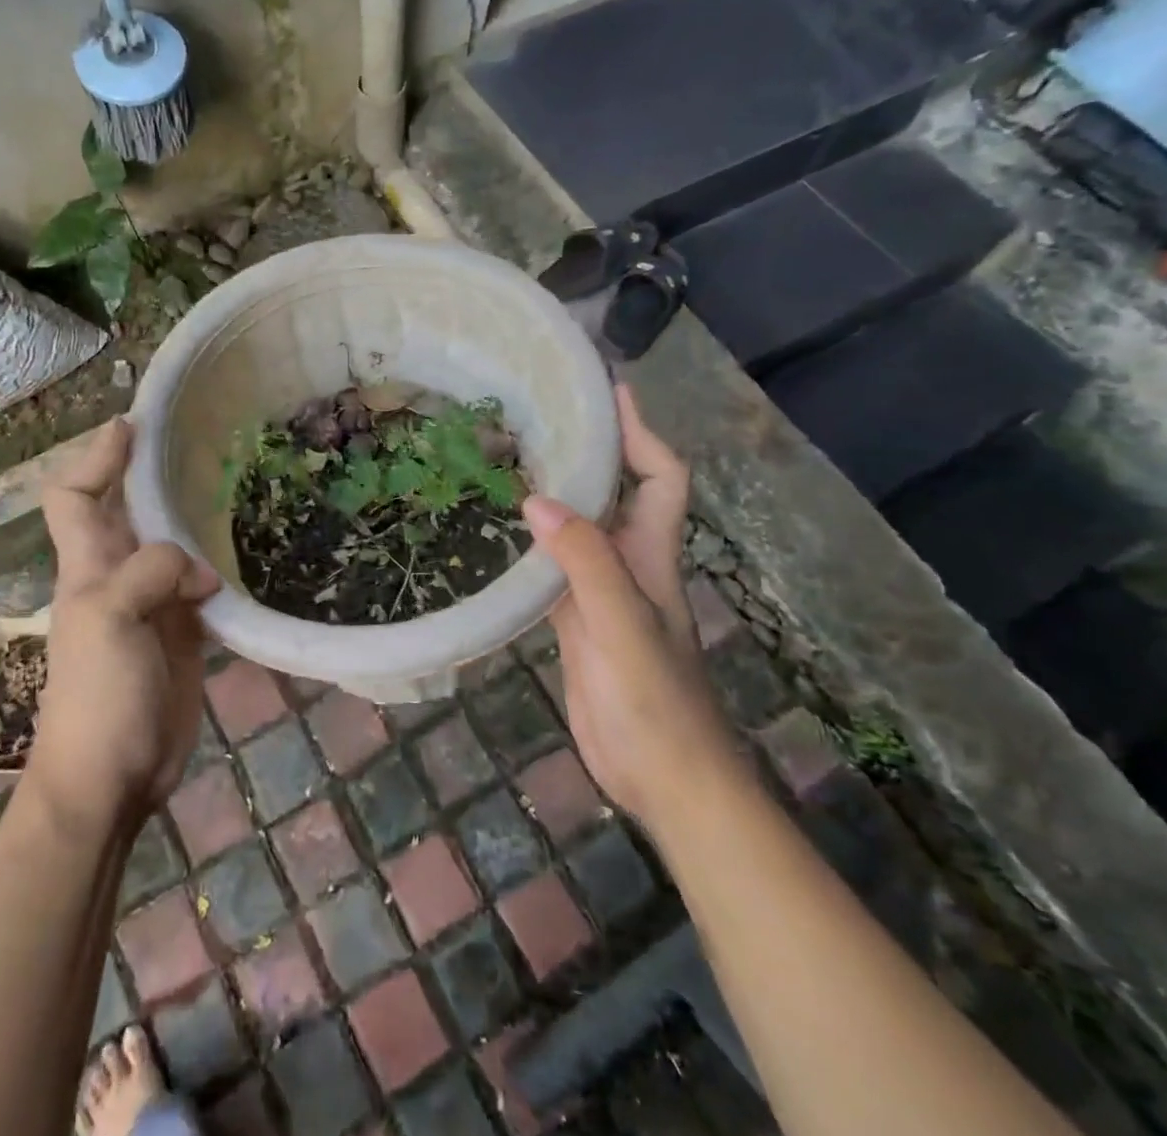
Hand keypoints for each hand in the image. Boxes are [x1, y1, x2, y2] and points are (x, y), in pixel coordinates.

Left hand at [25, 418, 219, 832]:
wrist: (112, 777)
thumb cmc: (97, 695)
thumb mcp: (109, 619)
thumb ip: (150, 572)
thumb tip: (202, 572)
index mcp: (88, 565)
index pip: (75, 496)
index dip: (96, 458)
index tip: (132, 424)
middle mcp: (119, 575)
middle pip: (129, 511)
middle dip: (152, 474)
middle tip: (199, 441)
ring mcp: (153, 604)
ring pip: (171, 544)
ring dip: (193, 518)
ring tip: (234, 485)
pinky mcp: (185, 631)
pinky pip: (201, 585)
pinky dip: (218, 566)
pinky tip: (247, 552)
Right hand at [521, 386, 735, 824]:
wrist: (664, 777)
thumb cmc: (655, 699)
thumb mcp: (621, 624)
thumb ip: (584, 561)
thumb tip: (534, 499)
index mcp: (651, 554)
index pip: (660, 476)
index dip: (642, 431)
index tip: (611, 389)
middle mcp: (630, 563)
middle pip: (618, 492)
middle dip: (593, 449)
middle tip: (543, 413)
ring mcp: (603, 592)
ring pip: (582, 526)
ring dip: (559, 491)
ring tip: (514, 456)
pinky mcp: (578, 620)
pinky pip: (554, 566)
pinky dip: (534, 541)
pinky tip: (502, 529)